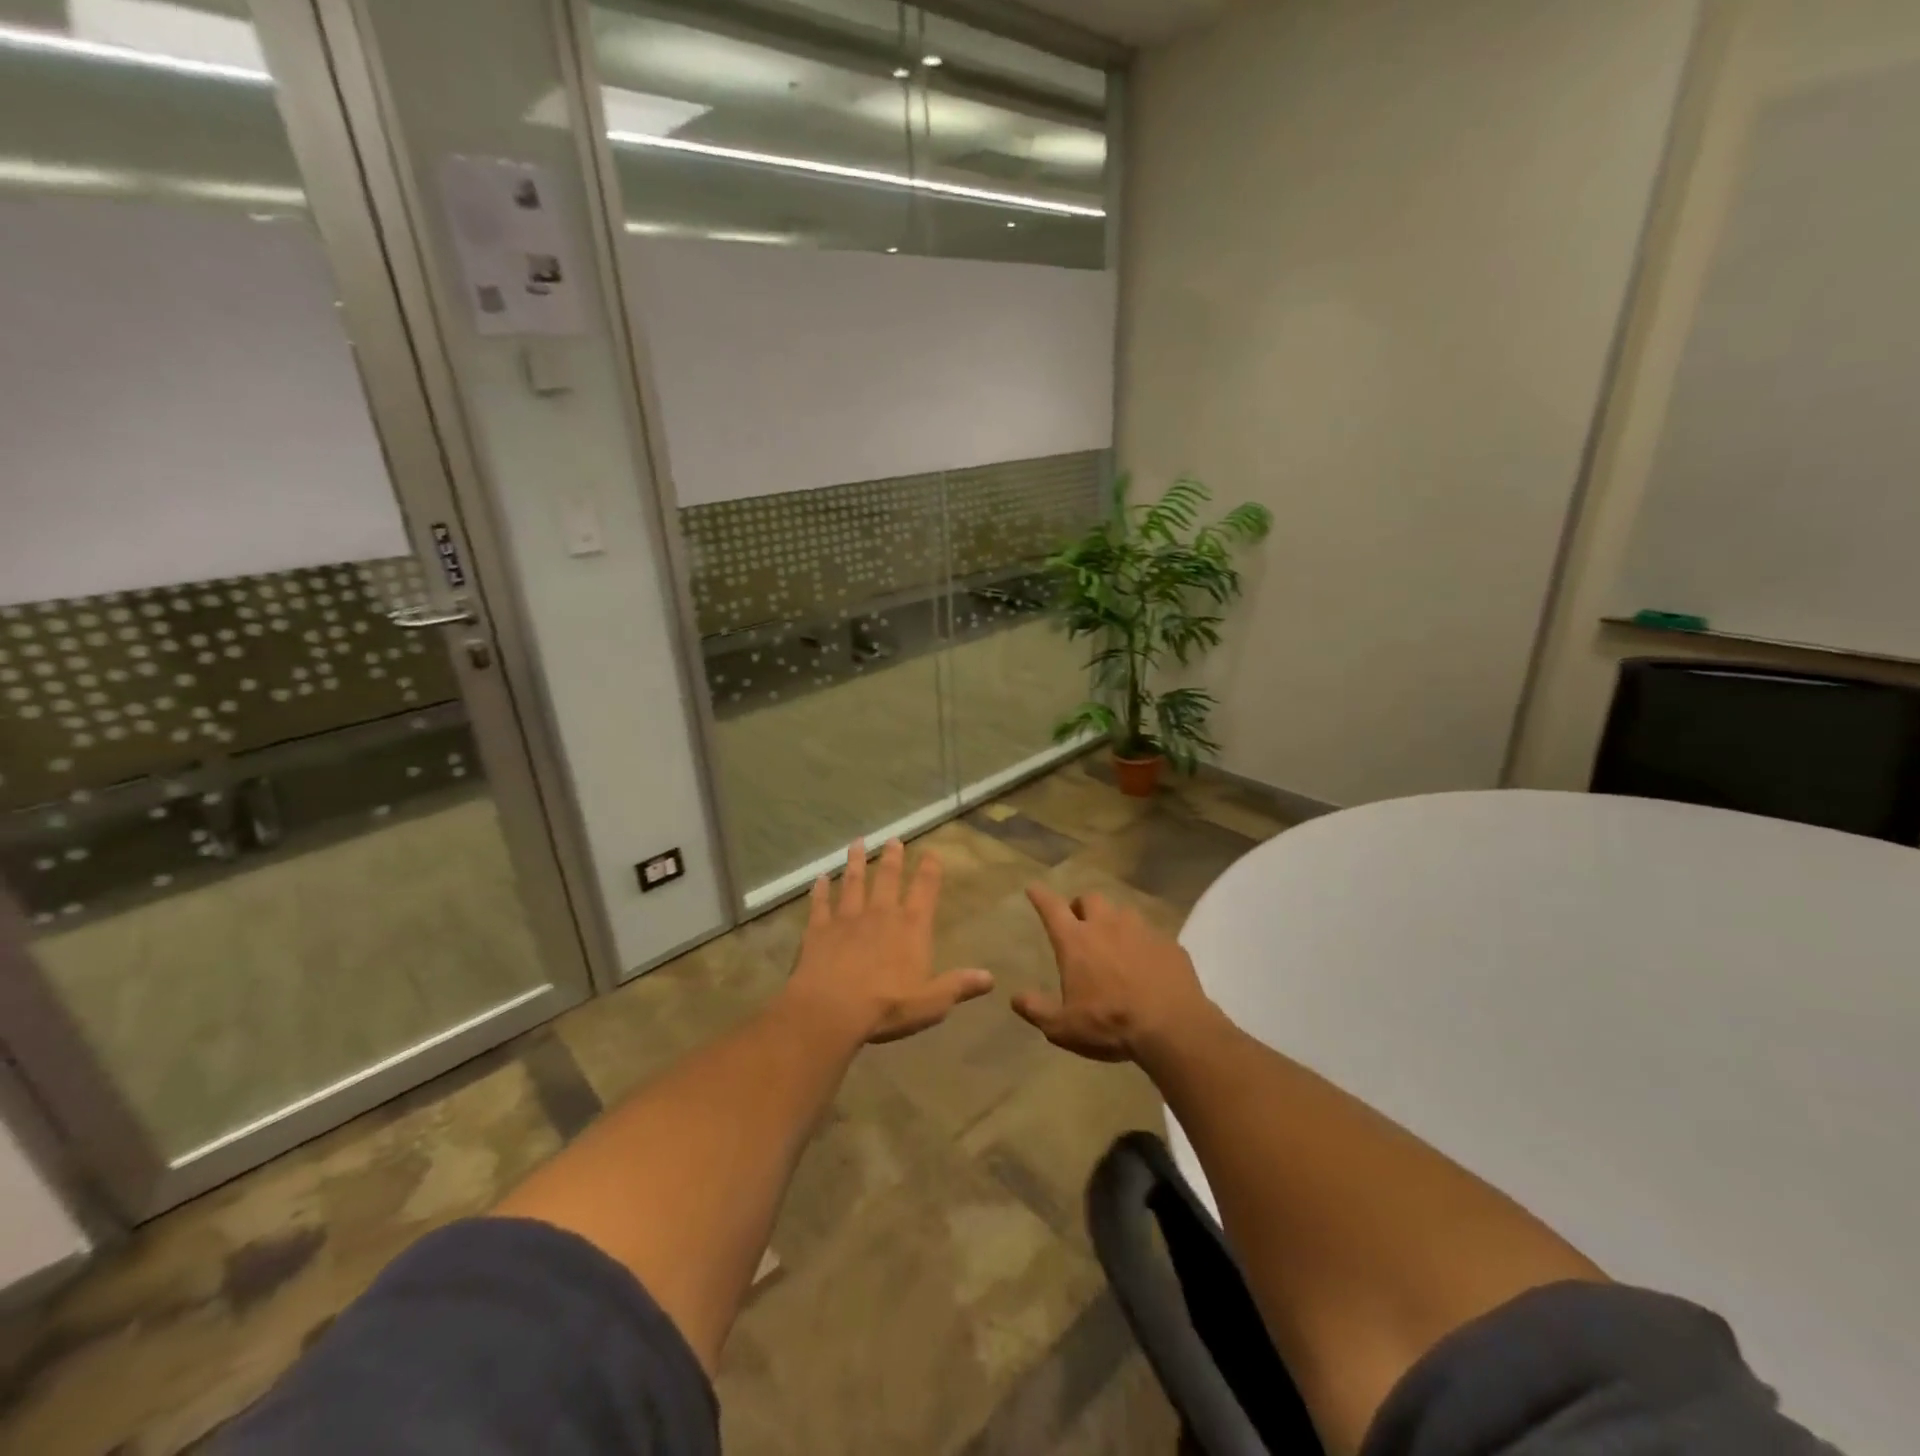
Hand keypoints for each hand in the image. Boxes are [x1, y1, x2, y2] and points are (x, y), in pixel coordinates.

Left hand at [782, 839, 994, 1044]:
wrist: (830, 1010)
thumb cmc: (886, 1007)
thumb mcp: (931, 1003)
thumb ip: (958, 986)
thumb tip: (990, 978)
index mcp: (911, 927)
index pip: (925, 891)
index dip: (930, 870)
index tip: (931, 852)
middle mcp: (880, 914)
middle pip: (888, 878)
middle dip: (893, 858)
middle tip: (893, 838)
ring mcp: (847, 918)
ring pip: (853, 882)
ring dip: (856, 862)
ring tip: (857, 843)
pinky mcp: (819, 930)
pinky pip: (820, 904)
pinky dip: (820, 890)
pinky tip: (819, 879)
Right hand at [1014, 885, 1221, 1062]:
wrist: (1172, 1026)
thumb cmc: (1110, 1023)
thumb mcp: (1064, 1027)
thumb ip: (1037, 1010)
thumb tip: (1015, 999)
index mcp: (1076, 941)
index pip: (1052, 908)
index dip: (1040, 896)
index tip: (1033, 888)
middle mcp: (1106, 925)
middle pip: (1090, 899)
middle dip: (1081, 906)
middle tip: (1080, 923)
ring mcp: (1141, 930)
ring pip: (1123, 912)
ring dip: (1114, 921)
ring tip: (1115, 941)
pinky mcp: (1168, 942)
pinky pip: (1151, 934)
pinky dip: (1143, 942)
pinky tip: (1146, 962)